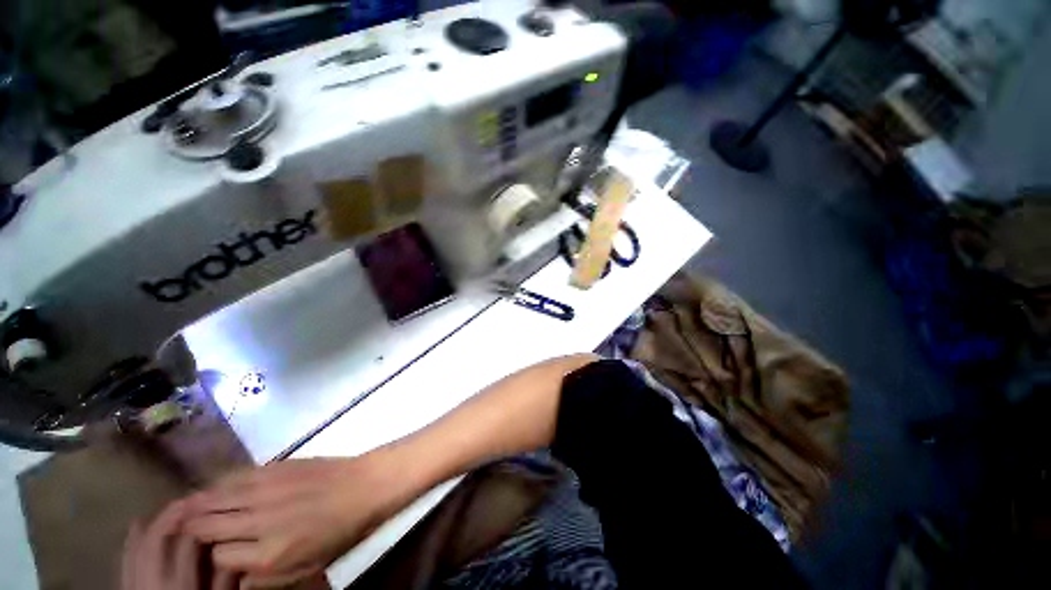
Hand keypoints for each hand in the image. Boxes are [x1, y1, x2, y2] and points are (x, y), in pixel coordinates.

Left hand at [121, 500, 237, 589]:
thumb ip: (224, 580)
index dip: (199, 520)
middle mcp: (153, 581)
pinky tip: (135, 527)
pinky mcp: (126, 588)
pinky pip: (125, 560)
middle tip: (188, 499)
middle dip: (171, 515)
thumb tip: (234, 548)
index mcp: (180, 584)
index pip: (188, 543)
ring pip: (137, 547)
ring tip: (166, 509)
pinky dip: (130, 541)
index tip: (212, 504)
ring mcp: (136, 584)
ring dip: (150, 525)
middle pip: (157, 540)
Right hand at [183, 455, 412, 585]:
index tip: (209, 556)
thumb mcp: (306, 567)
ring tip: (179, 511)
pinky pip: (235, 476)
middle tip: (175, 532)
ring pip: (213, 498)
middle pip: (205, 526)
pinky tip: (212, 490)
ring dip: (193, 505)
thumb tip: (232, 577)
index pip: (217, 559)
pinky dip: (218, 485)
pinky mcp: (275, 468)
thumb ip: (265, 578)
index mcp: (270, 554)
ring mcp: (266, 490)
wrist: (366, 485)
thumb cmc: (341, 531)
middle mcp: (260, 521)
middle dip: (188, 531)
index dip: (210, 558)